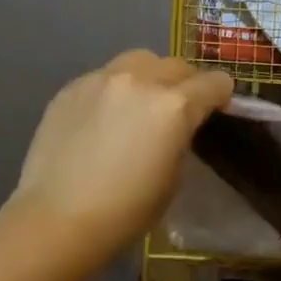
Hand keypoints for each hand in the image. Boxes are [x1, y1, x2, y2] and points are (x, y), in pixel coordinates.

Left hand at [10, 51, 232, 271]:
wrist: (58, 219)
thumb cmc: (127, 210)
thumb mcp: (173, 176)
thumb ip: (181, 137)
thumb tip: (177, 126)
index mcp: (174, 106)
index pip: (214, 82)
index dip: (221, 96)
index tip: (217, 111)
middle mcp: (140, 80)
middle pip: (177, 65)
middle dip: (186, 84)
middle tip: (179, 111)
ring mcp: (101, 79)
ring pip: (139, 61)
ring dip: (150, 77)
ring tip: (140, 105)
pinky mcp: (71, 88)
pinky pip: (105, 76)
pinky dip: (115, 89)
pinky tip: (104, 119)